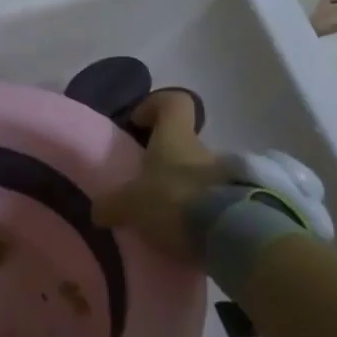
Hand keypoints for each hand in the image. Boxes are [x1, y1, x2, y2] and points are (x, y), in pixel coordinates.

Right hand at [95, 90, 224, 262]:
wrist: (229, 235)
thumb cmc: (174, 201)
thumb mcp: (131, 204)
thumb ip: (113, 204)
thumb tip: (99, 210)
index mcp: (175, 136)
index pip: (174, 101)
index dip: (155, 105)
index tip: (138, 123)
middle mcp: (201, 149)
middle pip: (182, 142)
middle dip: (163, 160)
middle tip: (143, 185)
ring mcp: (224, 177)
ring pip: (196, 174)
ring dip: (180, 189)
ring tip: (161, 217)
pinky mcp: (237, 206)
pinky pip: (210, 202)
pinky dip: (195, 213)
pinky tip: (179, 234)